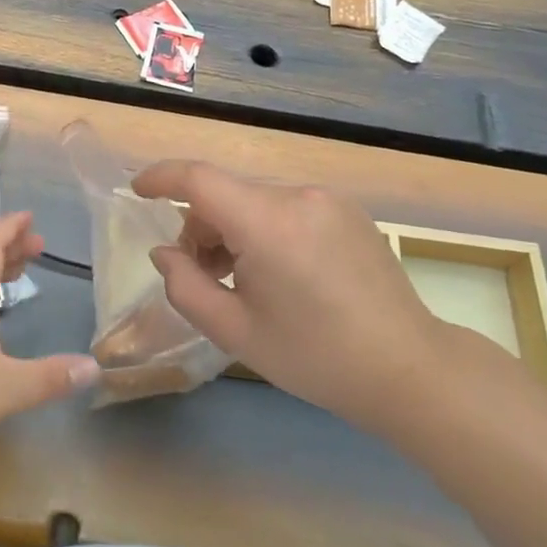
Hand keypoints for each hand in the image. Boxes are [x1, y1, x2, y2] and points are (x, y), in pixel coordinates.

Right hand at [132, 161, 440, 422]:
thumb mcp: (236, 331)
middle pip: (227, 194)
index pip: (198, 179)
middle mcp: (297, 195)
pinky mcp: (348, 210)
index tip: (137, 191)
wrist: (409, 369)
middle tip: (200, 274)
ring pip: (256, 201)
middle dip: (200, 226)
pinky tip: (280, 274)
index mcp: (267, 222)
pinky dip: (266, 228)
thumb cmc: (315, 357)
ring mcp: (327, 200)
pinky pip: (287, 207)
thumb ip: (186, 286)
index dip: (161, 177)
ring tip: (242, 280)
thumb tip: (165, 253)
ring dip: (234, 229)